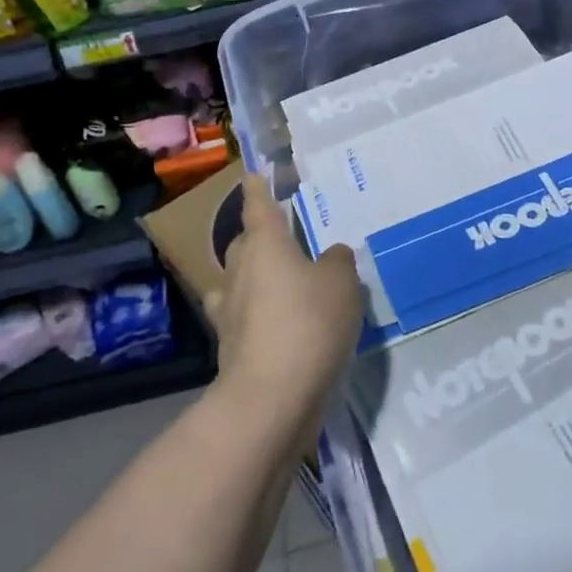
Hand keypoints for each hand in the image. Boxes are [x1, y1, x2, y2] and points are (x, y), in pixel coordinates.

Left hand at [207, 175, 362, 430]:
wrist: (270, 398)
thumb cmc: (308, 323)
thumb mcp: (341, 284)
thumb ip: (338, 262)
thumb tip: (331, 256)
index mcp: (264, 244)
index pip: (257, 204)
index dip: (258, 187)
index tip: (253, 173)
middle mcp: (240, 270)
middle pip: (246, 243)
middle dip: (261, 237)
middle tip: (288, 239)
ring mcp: (230, 310)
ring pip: (241, 280)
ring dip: (257, 277)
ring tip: (284, 283)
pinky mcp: (231, 346)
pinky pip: (245, 317)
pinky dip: (259, 316)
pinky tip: (281, 325)